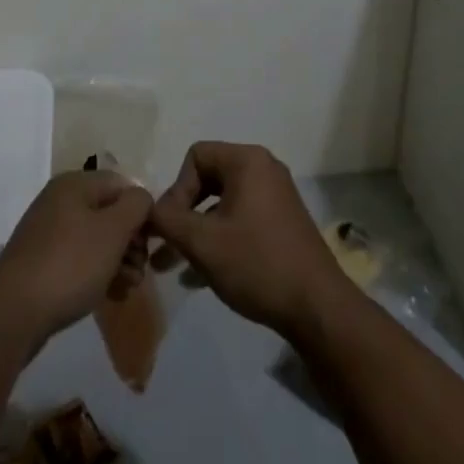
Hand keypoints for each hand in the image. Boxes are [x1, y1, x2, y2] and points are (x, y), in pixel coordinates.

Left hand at [0, 170, 152, 346]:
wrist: (12, 315)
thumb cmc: (70, 264)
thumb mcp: (113, 231)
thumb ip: (136, 206)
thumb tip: (141, 198)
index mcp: (74, 184)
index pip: (121, 184)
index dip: (141, 210)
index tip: (151, 242)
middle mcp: (59, 201)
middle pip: (108, 212)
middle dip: (130, 241)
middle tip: (140, 270)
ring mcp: (47, 232)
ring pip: (95, 239)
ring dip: (117, 260)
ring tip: (129, 287)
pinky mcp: (41, 263)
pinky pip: (78, 260)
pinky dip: (98, 273)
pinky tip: (111, 295)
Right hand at [149, 141, 351, 339]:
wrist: (317, 307)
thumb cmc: (257, 264)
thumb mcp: (203, 242)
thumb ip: (168, 220)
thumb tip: (146, 209)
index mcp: (247, 161)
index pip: (196, 156)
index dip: (177, 189)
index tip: (172, 227)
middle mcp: (263, 169)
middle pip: (208, 178)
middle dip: (183, 213)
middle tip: (166, 246)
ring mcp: (275, 196)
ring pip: (222, 204)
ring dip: (197, 231)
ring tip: (174, 266)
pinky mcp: (282, 222)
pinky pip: (240, 219)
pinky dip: (219, 239)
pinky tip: (199, 277)